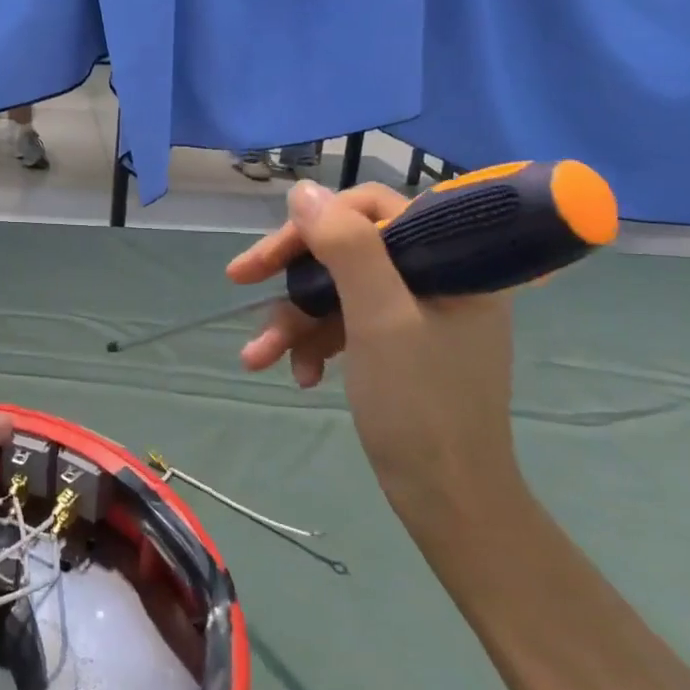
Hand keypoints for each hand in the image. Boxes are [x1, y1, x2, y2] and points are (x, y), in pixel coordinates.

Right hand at [226, 181, 520, 522]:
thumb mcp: (380, 318)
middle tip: (238, 281)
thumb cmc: (421, 405)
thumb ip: (346, 247)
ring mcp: (415, 311)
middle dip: (291, 275)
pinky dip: (314, 342)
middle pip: (346, 248)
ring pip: (337, 289)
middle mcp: (436, 276)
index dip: (315, 224)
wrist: (446, 499)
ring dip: (293, 319)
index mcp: (452, 260)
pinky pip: (344, 322)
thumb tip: (303, 190)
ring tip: (257, 357)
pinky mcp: (396, 343)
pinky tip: (299, 374)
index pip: (373, 208)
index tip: (271, 253)